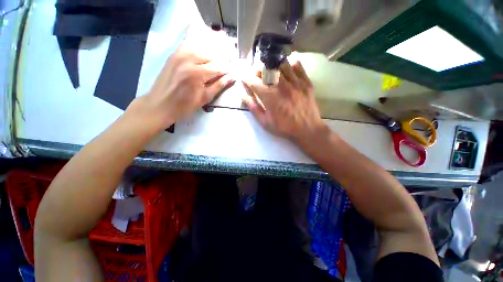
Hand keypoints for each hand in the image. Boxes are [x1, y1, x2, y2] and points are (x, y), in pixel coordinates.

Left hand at [126, 29, 234, 131]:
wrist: (160, 105)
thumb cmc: (184, 106)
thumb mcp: (205, 98)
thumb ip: (219, 85)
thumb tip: (232, 77)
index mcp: (198, 73)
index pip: (219, 67)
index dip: (228, 69)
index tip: (235, 71)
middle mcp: (189, 59)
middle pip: (211, 54)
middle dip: (222, 60)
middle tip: (227, 67)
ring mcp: (180, 54)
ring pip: (201, 48)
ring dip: (212, 54)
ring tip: (218, 62)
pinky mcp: (174, 54)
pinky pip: (190, 46)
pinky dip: (199, 49)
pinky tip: (204, 55)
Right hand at [242, 61, 326, 144]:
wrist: (307, 129)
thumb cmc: (284, 127)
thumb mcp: (265, 122)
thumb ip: (253, 108)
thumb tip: (243, 96)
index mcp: (269, 96)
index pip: (253, 81)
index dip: (245, 78)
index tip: (244, 78)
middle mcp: (281, 85)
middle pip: (266, 68)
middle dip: (258, 71)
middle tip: (258, 78)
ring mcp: (295, 81)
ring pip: (280, 63)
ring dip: (273, 67)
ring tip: (272, 74)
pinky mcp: (305, 81)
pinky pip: (296, 65)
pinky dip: (289, 65)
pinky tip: (287, 72)